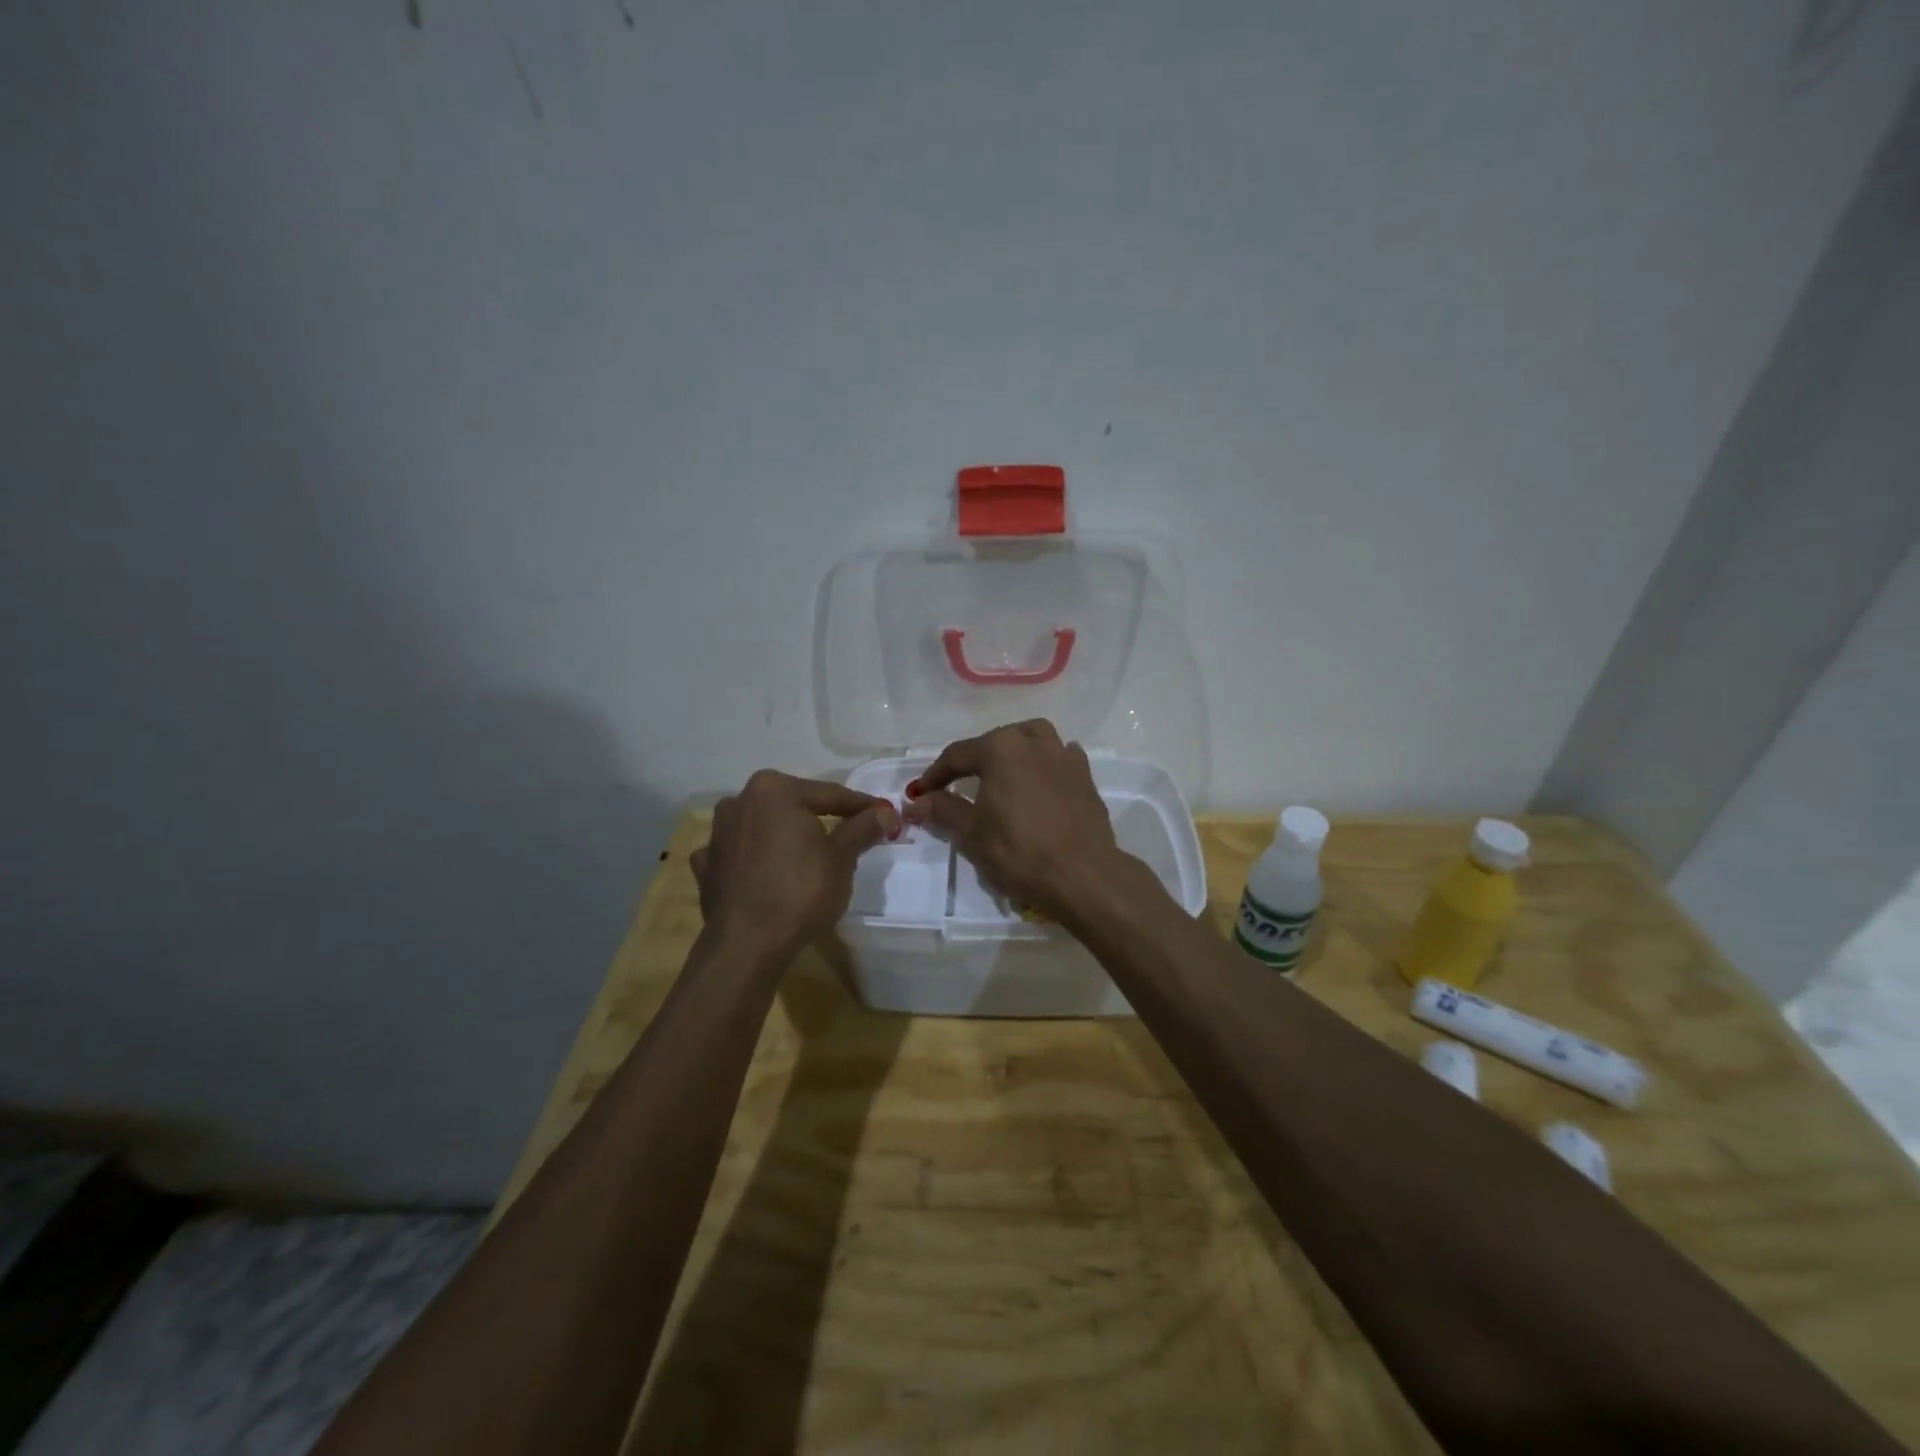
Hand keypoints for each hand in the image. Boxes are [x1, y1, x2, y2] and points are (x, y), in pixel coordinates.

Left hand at [690, 771, 897, 959]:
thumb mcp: (842, 858)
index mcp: (775, 790)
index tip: (884, 815)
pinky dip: (754, 857)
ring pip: (763, 826)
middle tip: (850, 833)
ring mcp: (717, 833)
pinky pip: (738, 853)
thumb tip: (885, 811)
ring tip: (805, 853)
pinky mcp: (705, 865)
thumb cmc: (801, 891)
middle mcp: (740, 800)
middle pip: (794, 806)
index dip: (861, 807)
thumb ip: (862, 828)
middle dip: (820, 818)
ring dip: (783, 834)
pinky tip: (764, 871)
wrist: (747, 944)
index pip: (830, 794)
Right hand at [901, 719, 1127, 922]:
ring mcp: (1064, 755)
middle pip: (994, 742)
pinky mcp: (1085, 775)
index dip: (935, 775)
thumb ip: (943, 810)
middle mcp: (1032, 742)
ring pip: (1032, 739)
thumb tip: (915, 803)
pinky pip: (1060, 757)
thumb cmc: (1019, 852)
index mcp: (1000, 749)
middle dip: (973, 761)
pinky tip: (1039, 782)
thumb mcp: (971, 834)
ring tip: (1002, 774)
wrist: (1083, 875)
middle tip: (957, 786)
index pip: (957, 755)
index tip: (921, 794)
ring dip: (1013, 751)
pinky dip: (1045, 764)